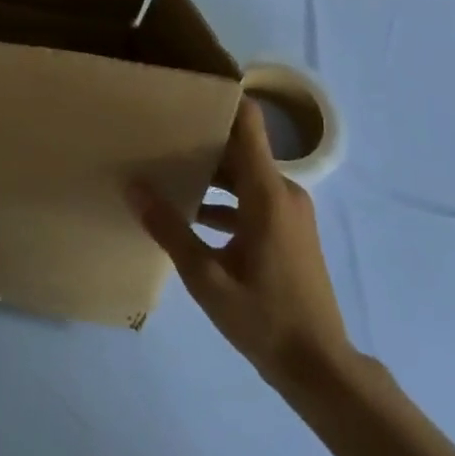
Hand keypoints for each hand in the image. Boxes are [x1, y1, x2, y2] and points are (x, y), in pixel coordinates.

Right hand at [128, 100, 352, 386]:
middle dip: (202, 140)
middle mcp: (283, 192)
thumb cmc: (264, 318)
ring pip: (245, 176)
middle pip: (241, 149)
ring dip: (210, 173)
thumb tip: (134, 186)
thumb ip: (170, 228)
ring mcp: (289, 212)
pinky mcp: (289, 230)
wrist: (319, 366)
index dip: (223, 100)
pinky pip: (253, 198)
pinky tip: (191, 215)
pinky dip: (225, 200)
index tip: (187, 89)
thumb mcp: (206, 277)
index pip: (249, 124)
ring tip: (166, 170)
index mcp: (267, 193)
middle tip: (158, 133)